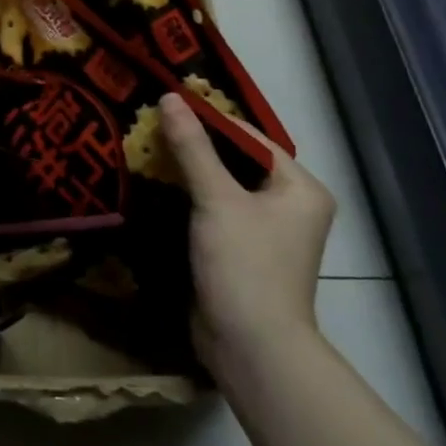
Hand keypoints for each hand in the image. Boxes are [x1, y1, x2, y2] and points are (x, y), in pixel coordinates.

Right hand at [159, 94, 335, 374]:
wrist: (251, 348)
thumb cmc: (245, 266)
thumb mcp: (217, 199)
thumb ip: (192, 147)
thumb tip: (169, 97)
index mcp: (300, 188)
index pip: (250, 138)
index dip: (208, 120)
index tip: (165, 104)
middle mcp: (290, 206)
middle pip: (236, 161)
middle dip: (194, 145)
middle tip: (149, 124)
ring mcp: (266, 232)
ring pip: (222, 187)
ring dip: (188, 172)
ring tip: (145, 147)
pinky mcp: (241, 252)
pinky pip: (214, 211)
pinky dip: (188, 198)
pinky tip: (155, 185)